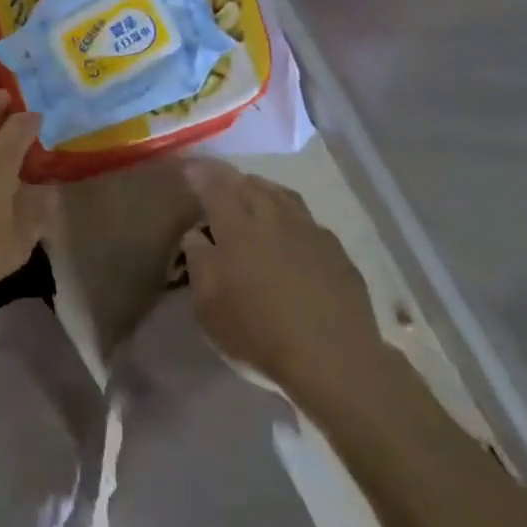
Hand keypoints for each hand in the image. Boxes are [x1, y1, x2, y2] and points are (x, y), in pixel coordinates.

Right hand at [181, 161, 383, 394]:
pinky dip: (293, 216)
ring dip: (263, 188)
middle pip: (249, 184)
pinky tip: (293, 229)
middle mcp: (272, 217)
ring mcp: (309, 231)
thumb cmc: (259, 333)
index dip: (199, 174)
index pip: (213, 187)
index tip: (190, 167)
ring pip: (282, 195)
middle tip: (219, 176)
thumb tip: (196, 235)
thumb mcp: (208, 306)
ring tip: (254, 191)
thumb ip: (198, 262)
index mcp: (236, 226)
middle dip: (230, 176)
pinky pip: (308, 220)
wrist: (333, 359)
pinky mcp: (336, 251)